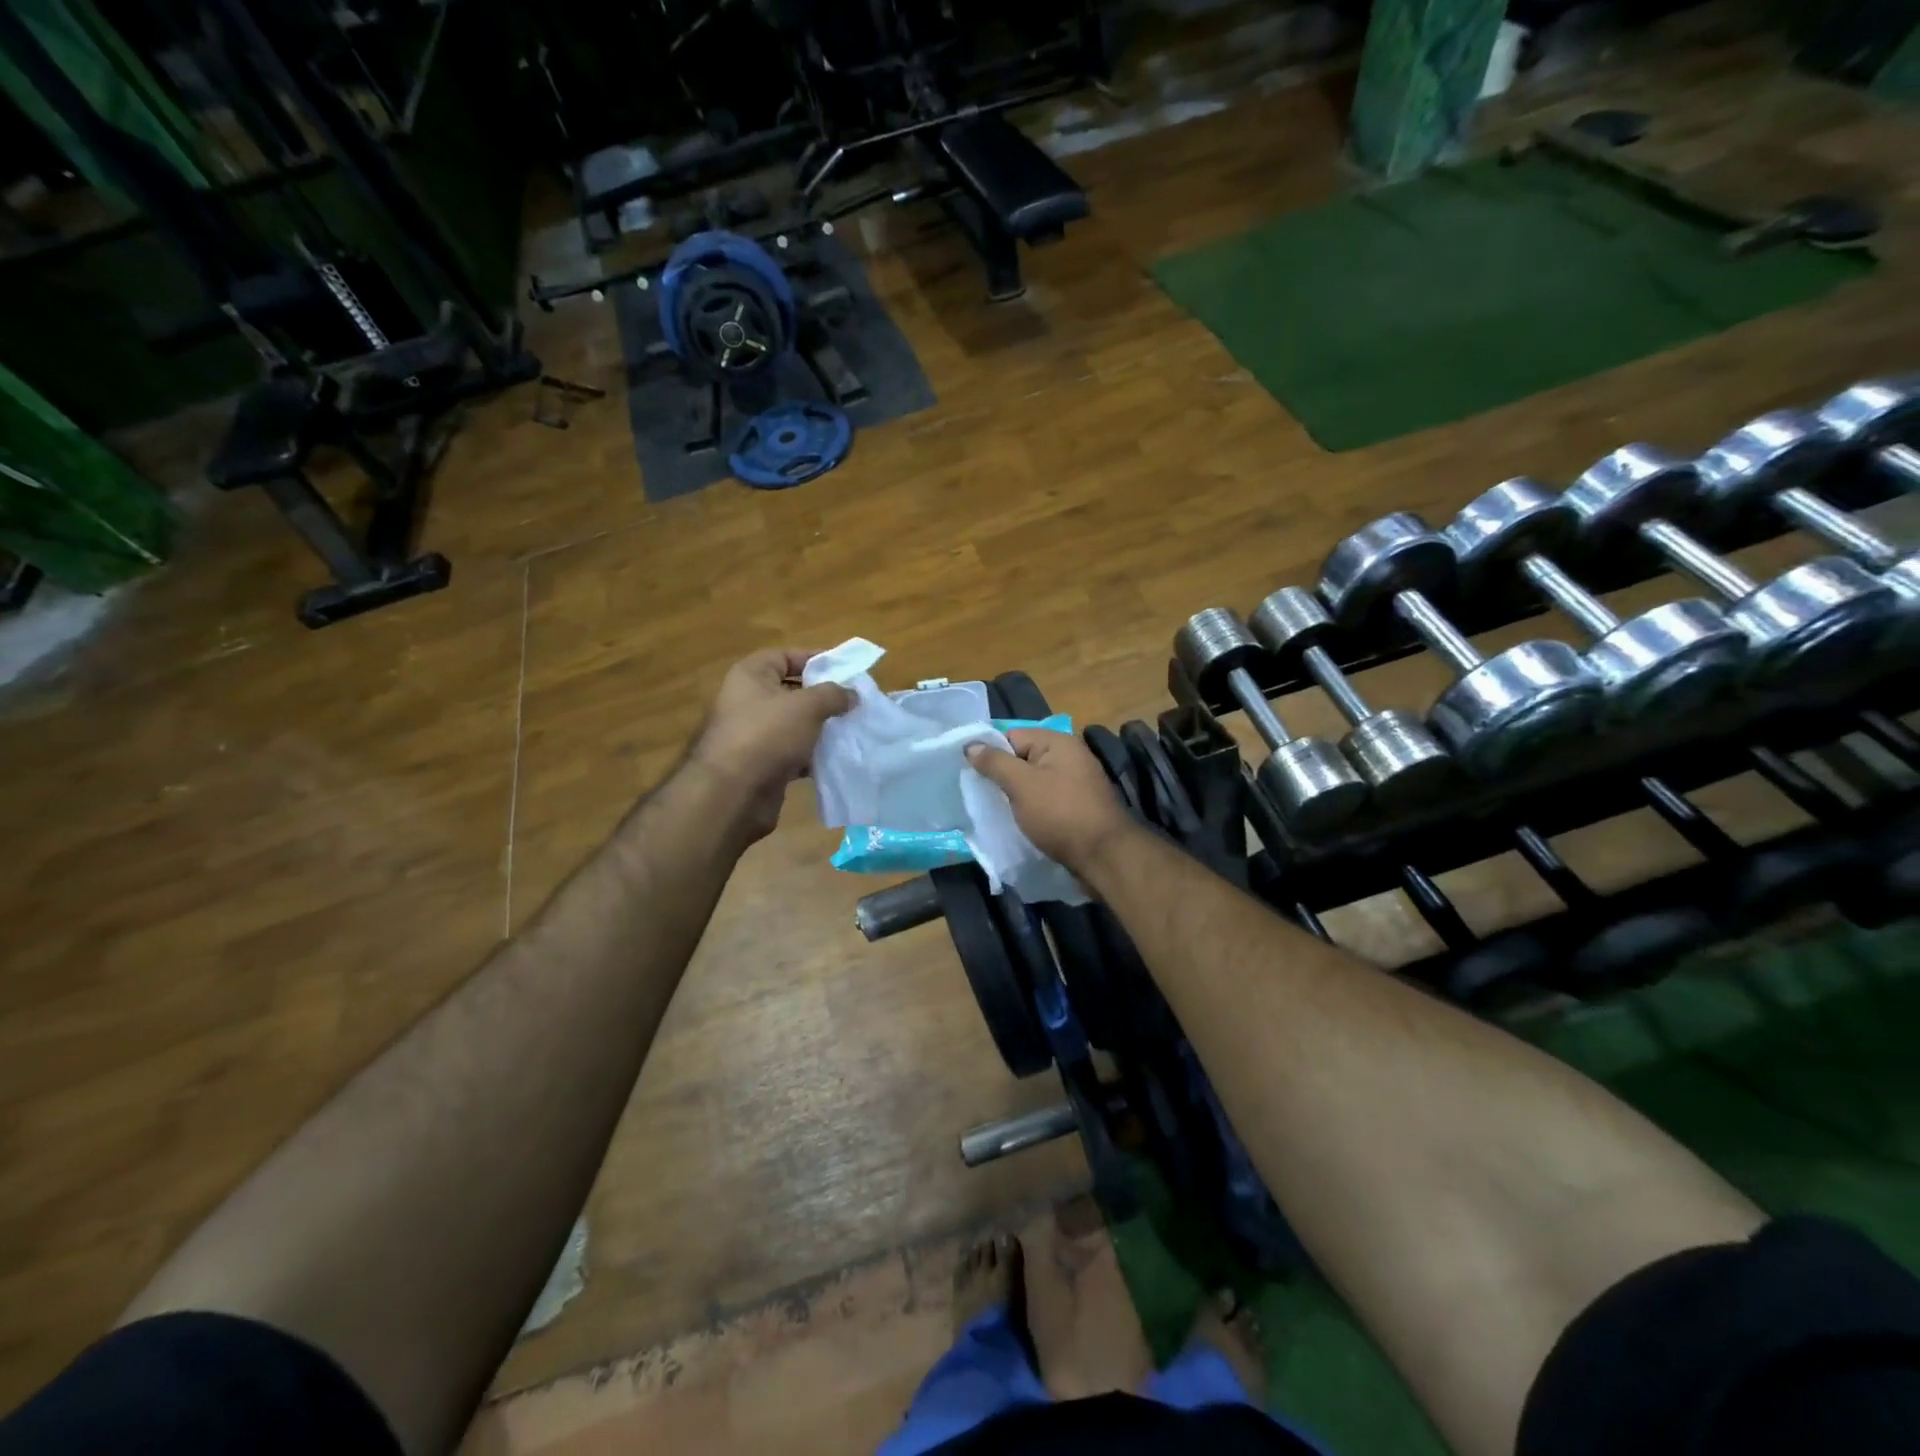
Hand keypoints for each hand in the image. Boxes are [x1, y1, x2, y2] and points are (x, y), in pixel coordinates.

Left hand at [691, 648, 851, 840]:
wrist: (734, 793)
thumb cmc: (768, 734)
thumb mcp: (807, 706)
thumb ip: (833, 694)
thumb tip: (852, 694)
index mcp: (750, 676)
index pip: (784, 656)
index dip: (813, 658)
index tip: (844, 670)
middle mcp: (747, 701)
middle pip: (790, 691)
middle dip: (822, 697)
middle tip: (852, 702)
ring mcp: (752, 735)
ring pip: (793, 724)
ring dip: (819, 728)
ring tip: (849, 729)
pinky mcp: (760, 764)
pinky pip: (791, 752)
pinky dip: (811, 754)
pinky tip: (834, 758)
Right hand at [965, 729, 1136, 874]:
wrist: (1103, 855)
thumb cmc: (1060, 814)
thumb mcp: (1021, 785)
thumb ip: (995, 762)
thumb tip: (970, 744)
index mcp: (1058, 743)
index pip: (1013, 735)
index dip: (992, 753)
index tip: (974, 775)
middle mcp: (1070, 756)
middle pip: (1024, 758)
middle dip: (1004, 775)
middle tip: (984, 796)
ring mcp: (1077, 782)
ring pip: (1035, 781)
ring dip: (1017, 795)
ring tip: (999, 810)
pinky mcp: (1079, 806)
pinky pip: (1047, 799)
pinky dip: (1033, 808)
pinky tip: (1022, 821)